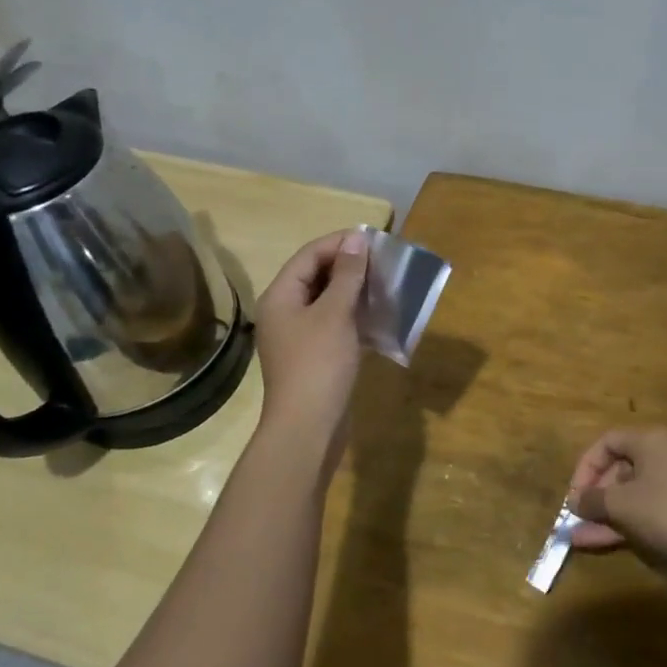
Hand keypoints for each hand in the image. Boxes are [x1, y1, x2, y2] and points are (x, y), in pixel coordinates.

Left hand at [255, 229, 368, 450]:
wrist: (308, 428)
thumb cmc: (319, 364)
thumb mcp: (335, 313)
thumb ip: (347, 275)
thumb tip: (357, 239)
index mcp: (281, 295)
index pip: (310, 254)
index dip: (341, 243)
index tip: (376, 241)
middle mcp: (285, 311)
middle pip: (317, 275)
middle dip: (350, 266)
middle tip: (385, 262)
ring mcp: (299, 335)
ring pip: (328, 300)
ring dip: (355, 290)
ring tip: (386, 284)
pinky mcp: (314, 355)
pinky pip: (335, 323)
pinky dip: (355, 315)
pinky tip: (379, 316)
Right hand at [565, 427, 666, 570]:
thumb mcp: (623, 505)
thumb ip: (593, 500)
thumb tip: (575, 501)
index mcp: (648, 442)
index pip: (606, 443)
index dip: (585, 467)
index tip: (574, 495)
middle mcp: (661, 456)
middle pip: (617, 469)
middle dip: (593, 496)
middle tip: (576, 519)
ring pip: (629, 495)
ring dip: (604, 515)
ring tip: (579, 538)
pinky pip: (644, 511)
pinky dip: (624, 524)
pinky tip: (600, 543)